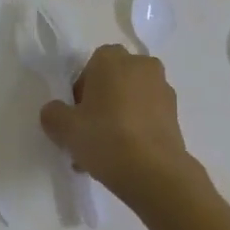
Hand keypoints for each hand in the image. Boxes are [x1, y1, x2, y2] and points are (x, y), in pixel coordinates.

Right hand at [39, 45, 203, 205]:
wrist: (154, 171)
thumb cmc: (105, 137)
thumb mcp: (65, 128)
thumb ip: (53, 114)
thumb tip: (56, 112)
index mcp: (112, 58)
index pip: (90, 67)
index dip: (80, 91)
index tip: (76, 116)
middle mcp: (141, 65)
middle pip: (113, 81)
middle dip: (101, 103)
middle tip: (89, 133)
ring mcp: (163, 89)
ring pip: (131, 100)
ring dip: (119, 117)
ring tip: (106, 153)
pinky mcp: (176, 114)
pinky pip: (147, 116)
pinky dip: (136, 129)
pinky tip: (125, 157)